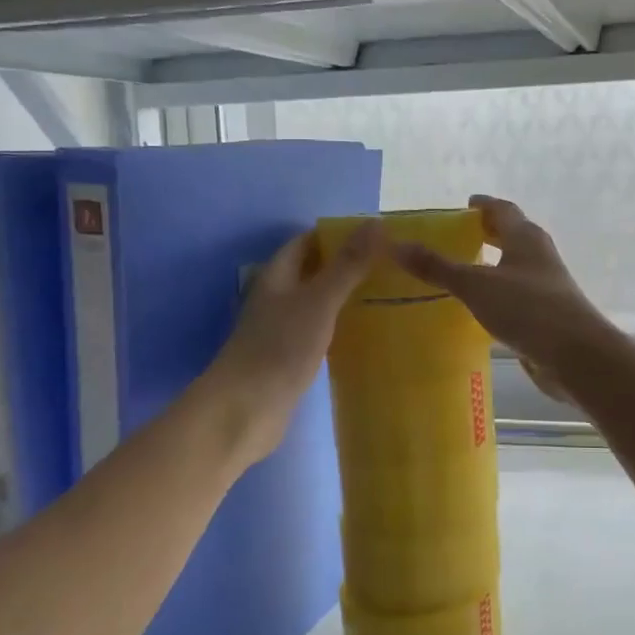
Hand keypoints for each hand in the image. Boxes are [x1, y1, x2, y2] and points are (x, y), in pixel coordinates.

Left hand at [203, 221, 384, 460]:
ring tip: (386, 294)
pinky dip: (340, 326)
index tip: (376, 236)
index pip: (307, 242)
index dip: (337, 234)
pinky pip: (319, 331)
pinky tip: (365, 332)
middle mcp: (276, 298)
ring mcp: (281, 329)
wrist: (245, 410)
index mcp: (277, 276)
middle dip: (346, 265)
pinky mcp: (289, 358)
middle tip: (389, 265)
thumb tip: (375, 223)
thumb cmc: (279, 348)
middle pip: (312, 271)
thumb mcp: (319, 300)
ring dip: (345, 296)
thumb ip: (348, 265)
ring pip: (317, 302)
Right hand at [392, 195, 617, 402]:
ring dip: (491, 266)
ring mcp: (545, 287)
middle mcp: (539, 256)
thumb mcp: (476, 285)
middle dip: (486, 234)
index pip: (503, 210)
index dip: (483, 205)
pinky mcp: (545, 315)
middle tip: (454, 238)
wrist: (576, 356)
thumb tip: (395, 245)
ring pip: (513, 267)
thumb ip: (437, 267)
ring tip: (458, 273)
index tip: (462, 205)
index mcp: (526, 238)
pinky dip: (496, 295)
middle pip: (511, 236)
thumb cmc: (528, 309)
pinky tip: (477, 309)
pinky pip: (515, 296)